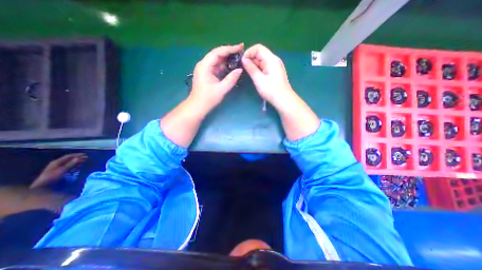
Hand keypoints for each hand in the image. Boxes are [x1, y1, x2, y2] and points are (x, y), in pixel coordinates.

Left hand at [31, 153, 87, 187]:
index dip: (77, 155)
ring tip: (84, 161)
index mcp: (57, 162)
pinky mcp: (59, 171)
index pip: (68, 156)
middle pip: (69, 159)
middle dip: (78, 158)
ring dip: (77, 161)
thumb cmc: (51, 177)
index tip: (86, 154)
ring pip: (69, 162)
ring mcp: (58, 167)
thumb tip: (79, 157)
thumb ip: (71, 164)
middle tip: (87, 157)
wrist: (42, 187)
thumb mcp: (62, 170)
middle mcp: (57, 163)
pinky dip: (75, 165)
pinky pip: (69, 166)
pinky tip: (79, 165)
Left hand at [192, 43, 244, 112]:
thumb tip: (240, 69)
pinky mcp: (206, 74)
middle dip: (229, 52)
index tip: (240, 47)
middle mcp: (203, 64)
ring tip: (238, 57)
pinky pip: (216, 66)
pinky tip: (231, 65)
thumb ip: (231, 79)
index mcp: (205, 66)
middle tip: (241, 50)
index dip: (229, 49)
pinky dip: (224, 65)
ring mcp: (204, 69)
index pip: (218, 52)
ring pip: (216, 60)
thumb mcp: (222, 89)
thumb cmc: (208, 99)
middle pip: (217, 54)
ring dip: (227, 58)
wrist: (198, 106)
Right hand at [241, 43, 293, 105]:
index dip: (249, 52)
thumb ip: (251, 68)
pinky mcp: (274, 72)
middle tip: (243, 68)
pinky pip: (264, 67)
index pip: (258, 48)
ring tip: (247, 72)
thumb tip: (244, 60)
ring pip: (261, 61)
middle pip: (260, 54)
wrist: (283, 100)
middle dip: (250, 59)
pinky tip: (254, 75)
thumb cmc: (271, 90)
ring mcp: (274, 66)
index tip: (242, 61)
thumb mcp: (259, 80)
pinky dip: (258, 69)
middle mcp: (273, 60)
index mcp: (271, 59)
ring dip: (253, 65)